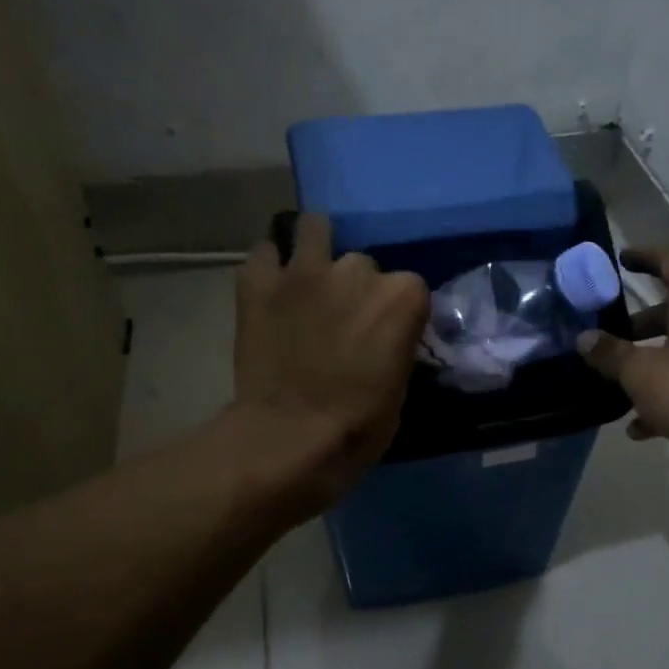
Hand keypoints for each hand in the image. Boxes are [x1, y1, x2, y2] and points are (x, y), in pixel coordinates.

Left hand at [231, 213, 428, 514]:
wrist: (288, 439)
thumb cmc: (357, 427)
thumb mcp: (400, 388)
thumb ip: (397, 345)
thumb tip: (387, 338)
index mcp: (401, 297)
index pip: (409, 286)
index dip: (396, 311)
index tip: (386, 334)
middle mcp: (357, 270)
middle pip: (362, 263)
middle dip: (354, 287)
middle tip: (341, 319)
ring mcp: (304, 271)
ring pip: (313, 228)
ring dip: (315, 250)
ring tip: (308, 280)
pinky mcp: (258, 282)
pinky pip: (264, 252)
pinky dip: (269, 266)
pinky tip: (271, 288)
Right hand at [577, 246, 668, 491]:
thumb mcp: (642, 371)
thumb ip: (611, 354)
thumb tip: (584, 338)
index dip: (645, 257)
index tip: (621, 259)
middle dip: (635, 325)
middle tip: (605, 334)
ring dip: (646, 365)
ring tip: (611, 383)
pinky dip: (662, 401)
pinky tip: (636, 428)